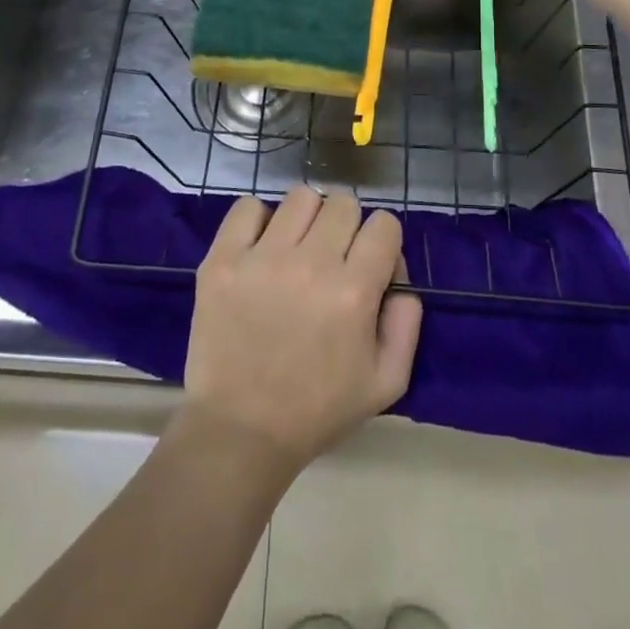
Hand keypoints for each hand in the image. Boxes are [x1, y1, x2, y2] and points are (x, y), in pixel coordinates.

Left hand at [181, 187, 421, 475]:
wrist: (240, 431)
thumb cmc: (317, 409)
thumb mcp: (386, 382)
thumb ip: (407, 322)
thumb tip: (399, 275)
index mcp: (354, 292)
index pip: (384, 224)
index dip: (382, 242)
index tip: (369, 265)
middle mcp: (311, 264)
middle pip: (344, 203)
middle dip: (347, 228)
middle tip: (332, 259)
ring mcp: (262, 258)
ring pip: (301, 197)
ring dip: (307, 219)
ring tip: (296, 250)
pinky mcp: (223, 259)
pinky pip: (247, 207)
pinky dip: (258, 220)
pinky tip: (260, 248)